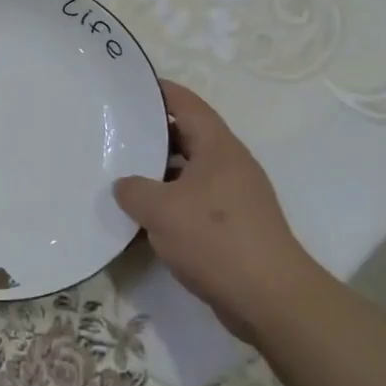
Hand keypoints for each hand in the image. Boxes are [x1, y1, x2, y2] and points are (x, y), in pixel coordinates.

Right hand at [114, 80, 325, 339]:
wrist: (270, 299)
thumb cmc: (216, 240)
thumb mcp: (161, 210)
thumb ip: (133, 190)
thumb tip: (125, 185)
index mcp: (219, 148)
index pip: (187, 104)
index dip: (159, 91)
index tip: (129, 86)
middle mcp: (230, 166)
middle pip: (187, 136)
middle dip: (153, 133)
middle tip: (115, 132)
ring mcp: (234, 197)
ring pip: (188, 172)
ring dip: (158, 172)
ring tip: (120, 173)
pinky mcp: (233, 226)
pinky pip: (194, 201)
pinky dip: (169, 202)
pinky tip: (143, 216)